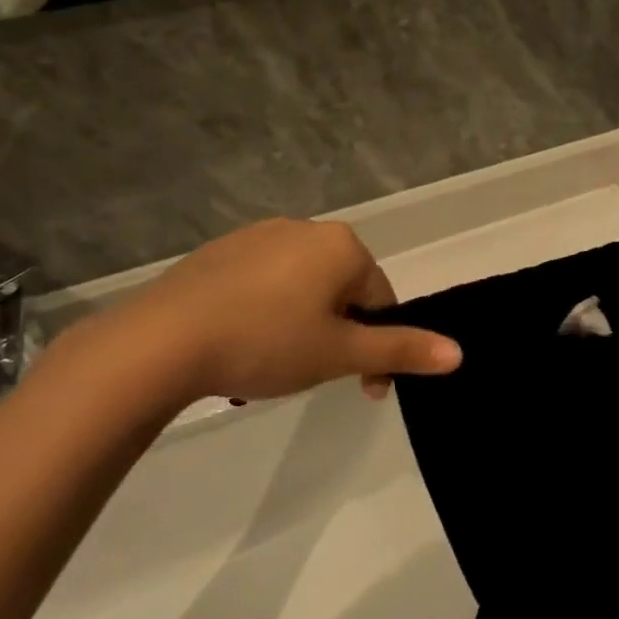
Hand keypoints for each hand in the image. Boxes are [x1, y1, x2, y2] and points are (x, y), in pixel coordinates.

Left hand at [101, 218, 459, 405]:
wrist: (161, 341)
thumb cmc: (266, 343)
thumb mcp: (339, 354)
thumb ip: (401, 350)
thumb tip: (458, 353)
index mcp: (342, 246)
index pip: (381, 300)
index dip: (377, 348)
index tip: (362, 389)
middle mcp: (305, 229)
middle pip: (342, 291)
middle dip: (337, 335)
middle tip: (313, 376)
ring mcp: (258, 236)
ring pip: (301, 288)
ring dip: (303, 326)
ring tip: (273, 365)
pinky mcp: (219, 251)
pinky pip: (262, 283)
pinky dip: (265, 312)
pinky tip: (240, 343)